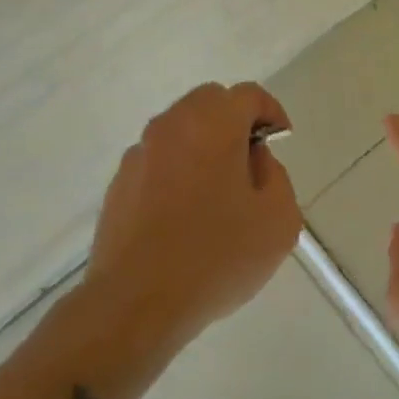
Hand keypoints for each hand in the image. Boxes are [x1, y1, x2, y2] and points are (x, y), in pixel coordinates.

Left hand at [88, 82, 301, 342]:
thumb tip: (254, 160)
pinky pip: (157, 161)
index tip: (279, 142)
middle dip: (234, 122)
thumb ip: (276, 176)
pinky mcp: (119, 183)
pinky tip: (183, 215)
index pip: (249, 95)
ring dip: (203, 145)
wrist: (136, 303)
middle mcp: (172, 126)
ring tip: (216, 193)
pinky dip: (176, 171)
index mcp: (213, 124)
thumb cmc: (217, 256)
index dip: (271, 113)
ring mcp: (140, 154)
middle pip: (209, 102)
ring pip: (180, 130)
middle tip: (249, 163)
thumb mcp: (278, 219)